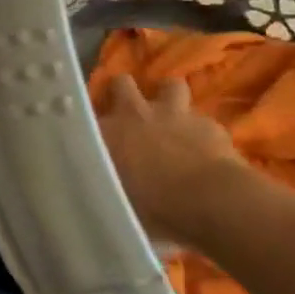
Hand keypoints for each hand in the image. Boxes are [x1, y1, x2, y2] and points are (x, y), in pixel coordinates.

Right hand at [95, 73, 245, 240]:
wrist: (211, 203)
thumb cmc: (154, 210)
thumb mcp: (116, 203)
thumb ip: (104, 186)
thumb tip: (97, 189)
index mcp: (106, 133)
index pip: (83, 116)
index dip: (86, 123)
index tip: (88, 135)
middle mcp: (134, 114)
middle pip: (121, 84)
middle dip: (124, 92)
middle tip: (127, 113)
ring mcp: (174, 114)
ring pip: (169, 86)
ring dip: (168, 99)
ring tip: (170, 119)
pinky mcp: (209, 123)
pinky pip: (202, 120)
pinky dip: (201, 132)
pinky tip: (205, 150)